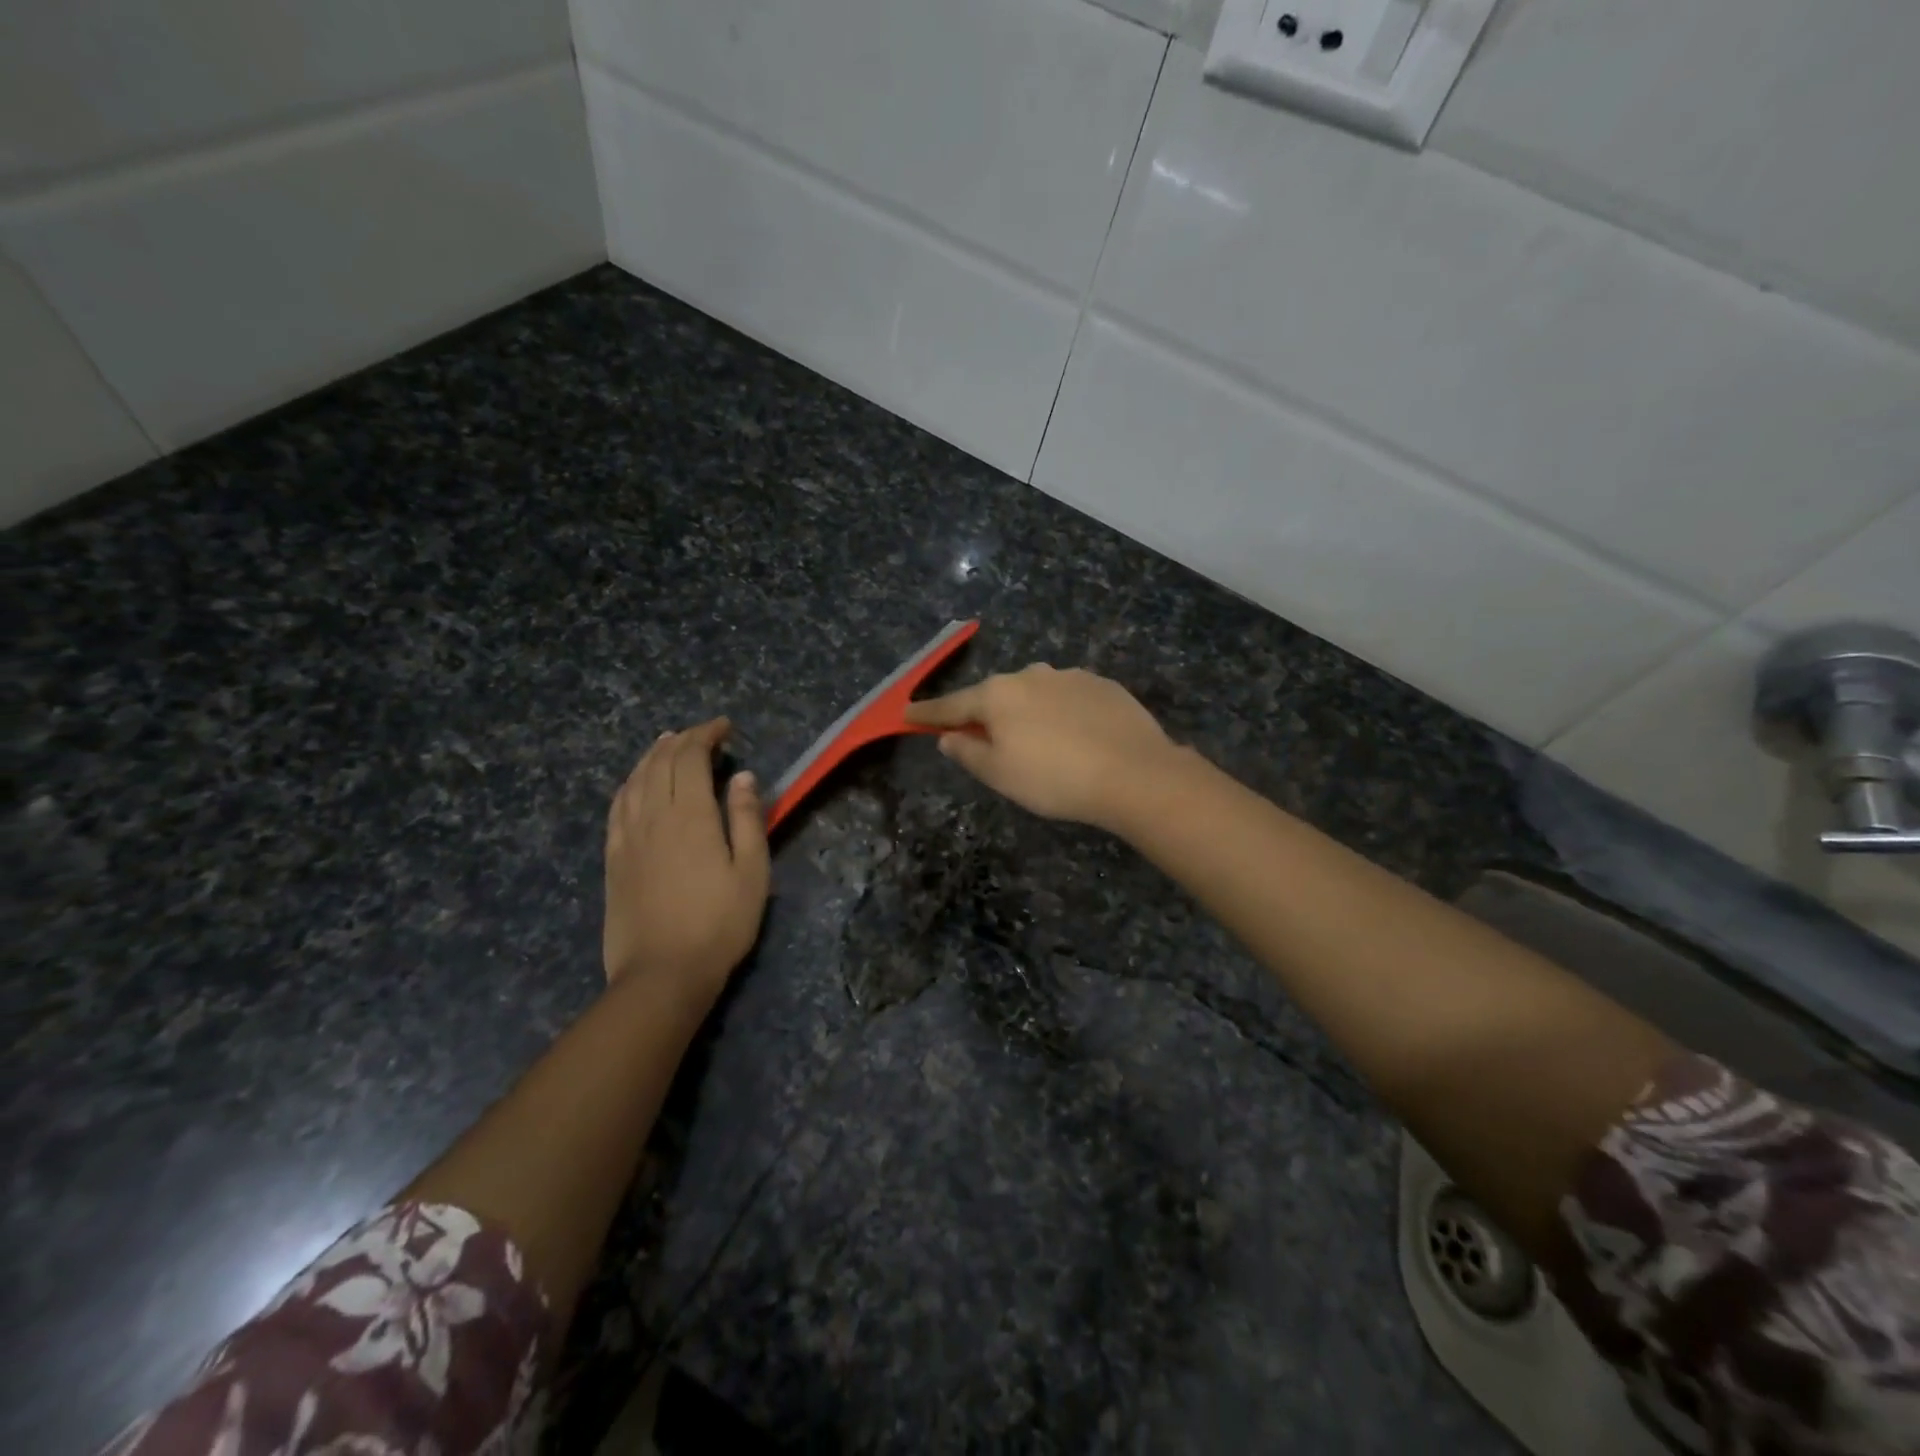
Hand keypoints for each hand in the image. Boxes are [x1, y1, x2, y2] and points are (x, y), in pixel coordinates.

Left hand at [603, 719, 769, 1001]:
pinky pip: (617, 806)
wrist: (662, 973)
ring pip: (635, 780)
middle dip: (682, 740)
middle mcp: (654, 816)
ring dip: (652, 756)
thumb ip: (747, 819)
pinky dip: (629, 784)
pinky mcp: (613, 858)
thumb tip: (742, 776)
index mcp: (691, 815)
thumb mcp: (752, 872)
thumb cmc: (720, 923)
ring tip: (667, 745)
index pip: (691, 758)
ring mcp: (628, 836)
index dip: (705, 735)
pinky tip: (635, 784)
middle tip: (702, 734)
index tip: (724, 727)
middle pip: (661, 762)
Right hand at [905, 665, 1180, 829]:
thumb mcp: (1001, 775)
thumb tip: (949, 737)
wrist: (1134, 773)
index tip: (906, 713)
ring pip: (1035, 694)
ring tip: (1041, 744)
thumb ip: (968, 753)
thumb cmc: (1055, 779)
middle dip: (986, 715)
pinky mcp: (1102, 684)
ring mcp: (1069, 676)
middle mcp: (1030, 675)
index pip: (952, 705)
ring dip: (1028, 713)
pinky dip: (1062, 713)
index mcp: (997, 695)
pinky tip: (1076, 737)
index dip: (927, 714)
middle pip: (995, 696)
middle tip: (988, 742)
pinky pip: (1069, 697)